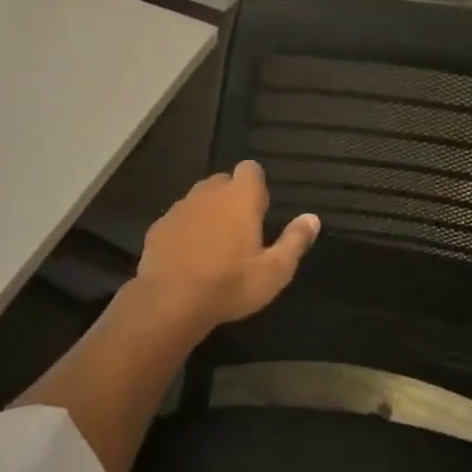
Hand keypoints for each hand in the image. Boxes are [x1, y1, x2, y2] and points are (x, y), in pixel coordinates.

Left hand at [133, 161, 318, 330]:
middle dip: (232, 197)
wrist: (170, 302)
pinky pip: (178, 219)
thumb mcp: (274, 271)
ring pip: (198, 199)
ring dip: (207, 212)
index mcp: (240, 197)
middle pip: (223, 181)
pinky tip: (188, 257)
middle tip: (239, 231)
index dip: (256, 186)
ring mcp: (180, 207)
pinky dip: (185, 230)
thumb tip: (312, 218)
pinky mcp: (159, 226)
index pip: (250, 168)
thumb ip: (295, 240)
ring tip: (213, 245)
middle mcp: (209, 192)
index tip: (259, 212)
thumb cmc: (230, 284)